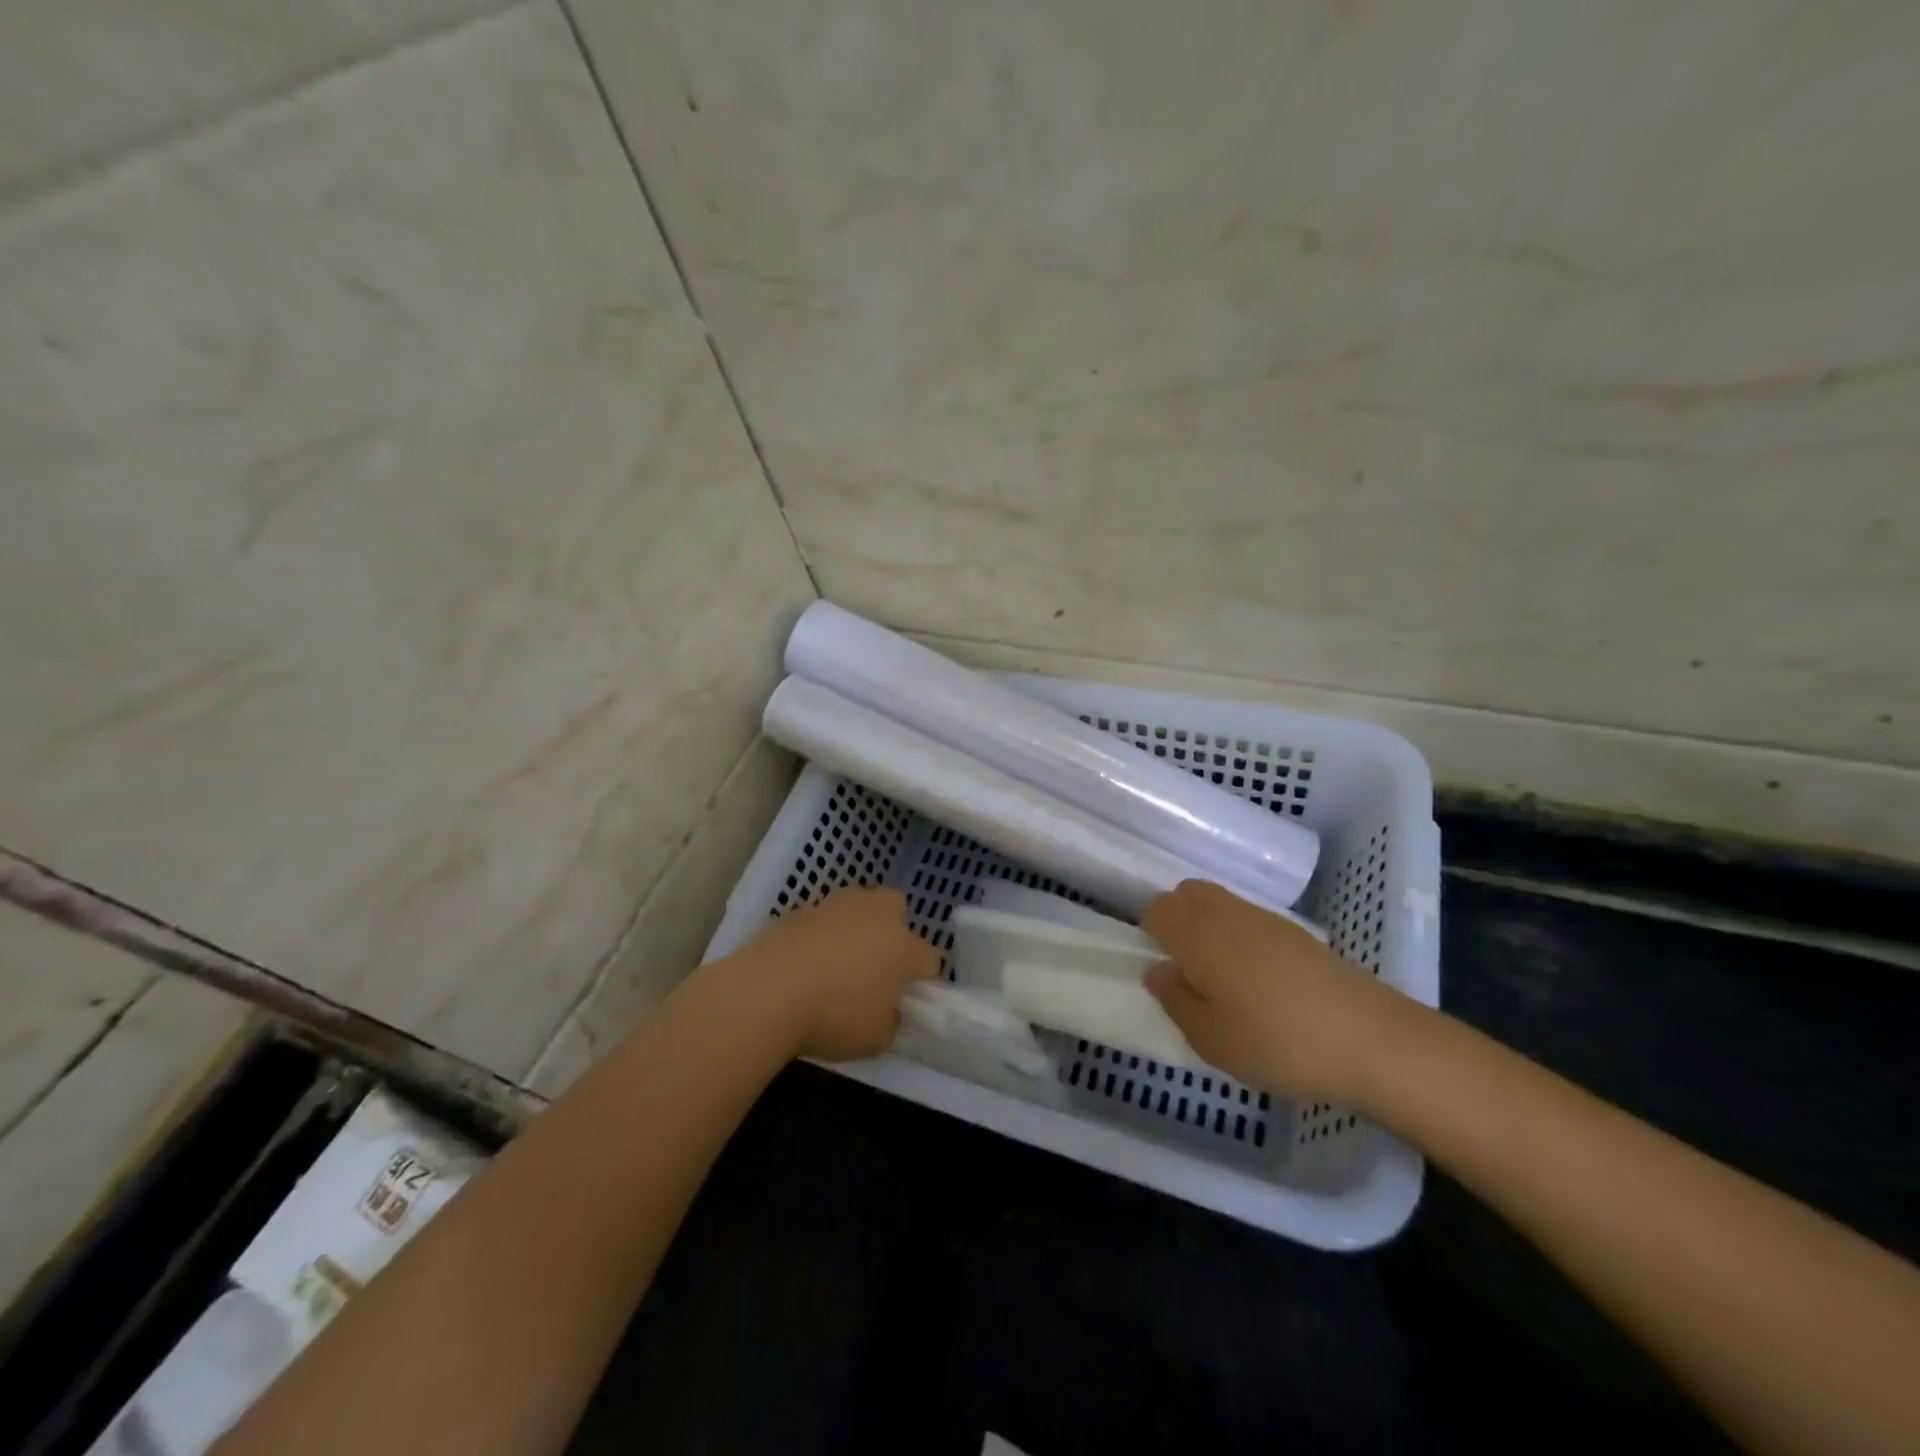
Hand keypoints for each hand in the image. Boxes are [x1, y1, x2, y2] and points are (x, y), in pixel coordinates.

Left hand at [739, 887, 938, 1061]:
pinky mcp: (801, 909)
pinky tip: (805, 962)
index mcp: (903, 947)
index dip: (922, 981)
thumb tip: (885, 1010)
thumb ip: (890, 1021)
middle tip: (876, 964)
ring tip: (837, 960)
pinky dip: (820, 934)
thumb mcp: (875, 1040)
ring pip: (858, 905)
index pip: (930, 959)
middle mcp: (876, 917)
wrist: (767, 992)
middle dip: (893, 930)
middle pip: (897, 908)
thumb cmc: (832, 1017)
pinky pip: (823, 918)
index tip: (906, 1002)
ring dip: (856, 925)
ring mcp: (837, 907)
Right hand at [1142, 880, 1407, 1102]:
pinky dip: (1240, 936)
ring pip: (1221, 903)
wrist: (1372, 1040)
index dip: (1150, 932)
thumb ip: (1176, 1000)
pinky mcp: (1298, 934)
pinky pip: (1250, 919)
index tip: (1159, 967)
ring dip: (1209, 927)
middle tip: (1184, 968)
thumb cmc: (1278, 1042)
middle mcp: (1228, 914)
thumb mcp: (1211, 1039)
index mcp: (1198, 934)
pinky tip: (1258, 981)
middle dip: (1177, 919)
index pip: (1157, 908)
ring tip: (1220, 978)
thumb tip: (1158, 971)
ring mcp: (1266, 919)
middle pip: (1188, 894)